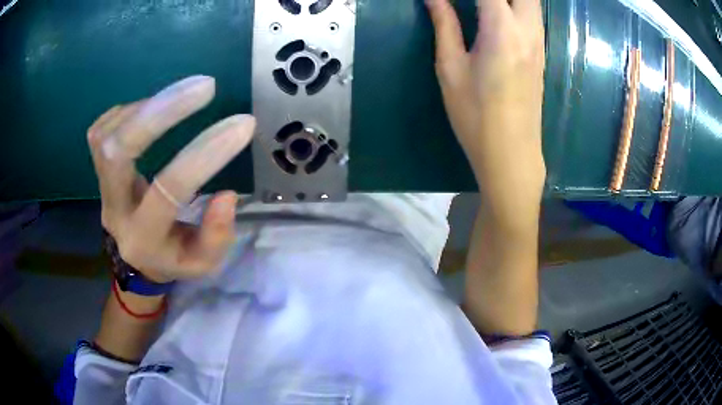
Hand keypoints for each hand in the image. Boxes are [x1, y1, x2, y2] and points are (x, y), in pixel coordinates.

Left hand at [87, 76, 255, 282]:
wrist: (137, 257)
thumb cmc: (172, 258)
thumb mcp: (203, 263)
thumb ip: (216, 237)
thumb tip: (227, 195)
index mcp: (143, 238)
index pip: (168, 191)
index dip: (205, 154)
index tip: (243, 124)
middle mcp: (114, 210)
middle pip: (118, 152)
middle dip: (160, 112)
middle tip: (206, 86)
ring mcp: (100, 187)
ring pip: (106, 134)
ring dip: (148, 105)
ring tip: (184, 93)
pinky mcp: (97, 168)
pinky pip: (102, 128)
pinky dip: (130, 109)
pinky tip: (155, 106)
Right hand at [427, 0, 545, 221]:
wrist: (511, 153)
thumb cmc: (475, 115)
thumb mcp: (451, 68)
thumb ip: (445, 25)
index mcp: (502, 29)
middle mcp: (528, 30)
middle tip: (472, 1)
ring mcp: (539, 42)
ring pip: (532, 1)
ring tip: (481, 5)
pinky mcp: (541, 54)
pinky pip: (533, 15)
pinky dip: (517, 5)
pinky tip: (497, 12)